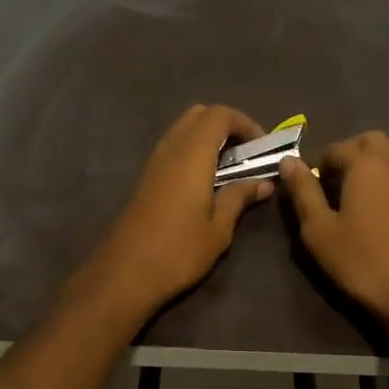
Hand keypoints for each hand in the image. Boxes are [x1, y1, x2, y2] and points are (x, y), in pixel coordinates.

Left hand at [69, 104, 274, 321]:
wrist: (125, 274)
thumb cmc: (178, 251)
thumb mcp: (218, 228)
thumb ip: (239, 198)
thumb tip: (264, 183)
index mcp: (192, 154)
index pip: (220, 115)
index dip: (245, 123)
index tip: (263, 147)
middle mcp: (171, 148)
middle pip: (199, 115)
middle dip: (226, 126)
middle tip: (246, 154)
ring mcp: (154, 162)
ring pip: (183, 130)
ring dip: (208, 139)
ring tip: (230, 169)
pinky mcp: (145, 178)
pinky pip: (173, 148)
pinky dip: (193, 152)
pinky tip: (205, 182)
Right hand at [279, 132, 388, 328]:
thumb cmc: (360, 261)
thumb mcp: (319, 229)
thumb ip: (303, 191)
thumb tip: (289, 161)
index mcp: (365, 166)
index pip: (336, 148)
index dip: (316, 164)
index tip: (306, 189)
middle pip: (368, 141)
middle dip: (346, 154)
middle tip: (329, 184)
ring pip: (387, 158)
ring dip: (365, 167)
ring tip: (346, 201)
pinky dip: (381, 183)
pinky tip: (369, 215)